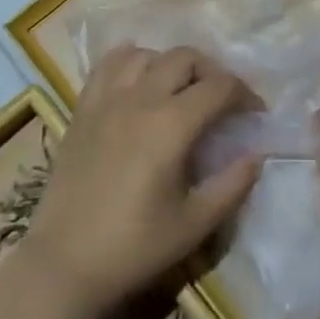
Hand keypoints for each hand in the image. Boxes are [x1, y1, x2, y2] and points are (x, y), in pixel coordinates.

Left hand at [23, 46, 259, 318]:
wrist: (64, 264)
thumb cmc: (134, 247)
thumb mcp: (194, 224)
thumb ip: (232, 185)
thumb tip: (255, 154)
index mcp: (172, 124)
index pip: (219, 87)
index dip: (245, 94)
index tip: (255, 114)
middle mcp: (140, 98)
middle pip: (185, 58)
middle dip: (212, 72)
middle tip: (222, 101)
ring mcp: (107, 99)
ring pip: (147, 54)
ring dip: (171, 64)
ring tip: (181, 90)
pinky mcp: (83, 108)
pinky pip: (108, 64)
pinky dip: (130, 60)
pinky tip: (139, 79)